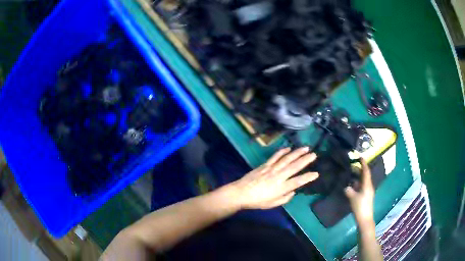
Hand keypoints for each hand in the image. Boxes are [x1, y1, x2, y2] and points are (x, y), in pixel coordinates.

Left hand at [228, 147, 317, 209]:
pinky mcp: (265, 165)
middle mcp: (278, 176)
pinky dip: (282, 151)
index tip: (316, 173)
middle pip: (294, 167)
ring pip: (286, 159)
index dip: (308, 177)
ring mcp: (271, 169)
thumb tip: (293, 191)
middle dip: (305, 160)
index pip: (298, 182)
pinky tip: (288, 148)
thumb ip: (285, 198)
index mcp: (281, 188)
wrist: (241, 193)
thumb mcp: (273, 204)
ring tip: (305, 148)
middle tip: (314, 155)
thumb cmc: (257, 201)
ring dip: (297, 153)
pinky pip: (275, 157)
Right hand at [344, 158, 374, 224]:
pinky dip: (357, 184)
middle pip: (364, 176)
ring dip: (357, 177)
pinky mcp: (365, 196)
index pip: (366, 171)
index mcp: (367, 185)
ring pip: (362, 181)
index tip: (360, 157)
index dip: (363, 163)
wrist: (365, 219)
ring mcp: (367, 192)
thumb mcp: (353, 198)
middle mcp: (369, 186)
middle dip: (359, 170)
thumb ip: (349, 190)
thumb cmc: (360, 207)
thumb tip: (346, 186)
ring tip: (350, 175)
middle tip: (351, 166)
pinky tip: (351, 186)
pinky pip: (361, 187)